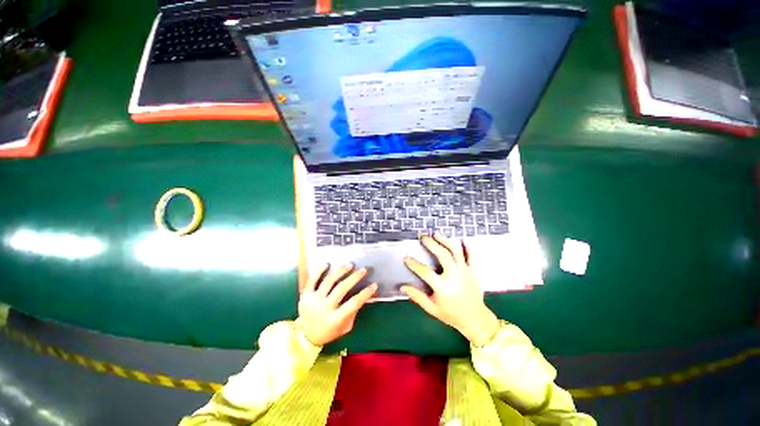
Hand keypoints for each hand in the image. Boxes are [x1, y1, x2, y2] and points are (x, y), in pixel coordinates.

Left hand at [297, 263, 377, 345]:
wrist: (305, 337)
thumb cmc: (329, 332)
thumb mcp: (345, 328)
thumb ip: (353, 313)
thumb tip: (362, 295)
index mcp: (335, 319)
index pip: (353, 303)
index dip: (365, 293)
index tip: (374, 285)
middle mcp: (324, 308)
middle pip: (341, 289)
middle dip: (354, 277)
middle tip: (363, 270)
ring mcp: (313, 300)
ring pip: (329, 281)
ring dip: (340, 271)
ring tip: (350, 265)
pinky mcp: (305, 295)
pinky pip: (312, 280)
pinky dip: (319, 271)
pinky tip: (327, 264)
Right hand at [402, 233, 499, 346]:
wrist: (475, 320)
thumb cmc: (451, 314)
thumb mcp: (432, 308)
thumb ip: (417, 297)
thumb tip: (403, 287)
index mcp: (443, 287)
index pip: (425, 272)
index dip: (414, 264)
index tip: (406, 257)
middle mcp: (454, 276)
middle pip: (442, 255)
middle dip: (431, 244)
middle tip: (423, 237)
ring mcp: (466, 272)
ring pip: (455, 251)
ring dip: (445, 241)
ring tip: (437, 234)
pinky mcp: (474, 271)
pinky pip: (471, 255)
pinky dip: (467, 246)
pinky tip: (461, 239)